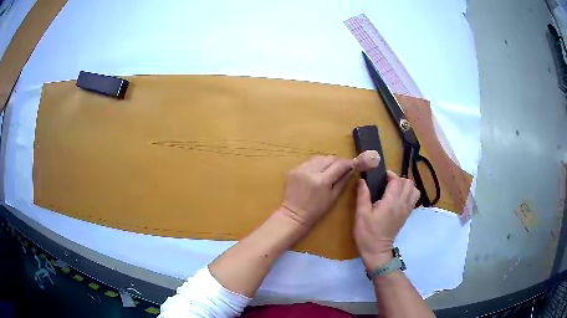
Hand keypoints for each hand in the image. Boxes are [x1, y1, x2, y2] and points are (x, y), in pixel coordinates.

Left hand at [279, 155, 353, 228]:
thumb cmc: (316, 210)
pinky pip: (309, 162)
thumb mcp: (333, 197)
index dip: (348, 163)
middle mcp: (311, 171)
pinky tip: (317, 172)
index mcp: (322, 180)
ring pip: (319, 158)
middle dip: (338, 161)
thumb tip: (352, 169)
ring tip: (330, 169)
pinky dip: (316, 164)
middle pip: (329, 158)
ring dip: (326, 161)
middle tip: (343, 167)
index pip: (339, 165)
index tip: (353, 164)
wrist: (294, 214)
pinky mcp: (294, 169)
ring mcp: (301, 168)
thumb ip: (343, 181)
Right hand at [354, 171, 419, 269]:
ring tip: (393, 190)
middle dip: (398, 179)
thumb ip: (363, 195)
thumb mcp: (361, 214)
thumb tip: (362, 180)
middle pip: (408, 183)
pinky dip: (408, 194)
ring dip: (405, 186)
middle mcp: (402, 204)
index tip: (380, 177)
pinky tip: (397, 199)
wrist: (376, 252)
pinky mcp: (406, 215)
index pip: (396, 180)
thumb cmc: (367, 233)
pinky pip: (413, 199)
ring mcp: (406, 210)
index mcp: (391, 202)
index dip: (389, 175)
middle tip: (386, 184)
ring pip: (414, 190)